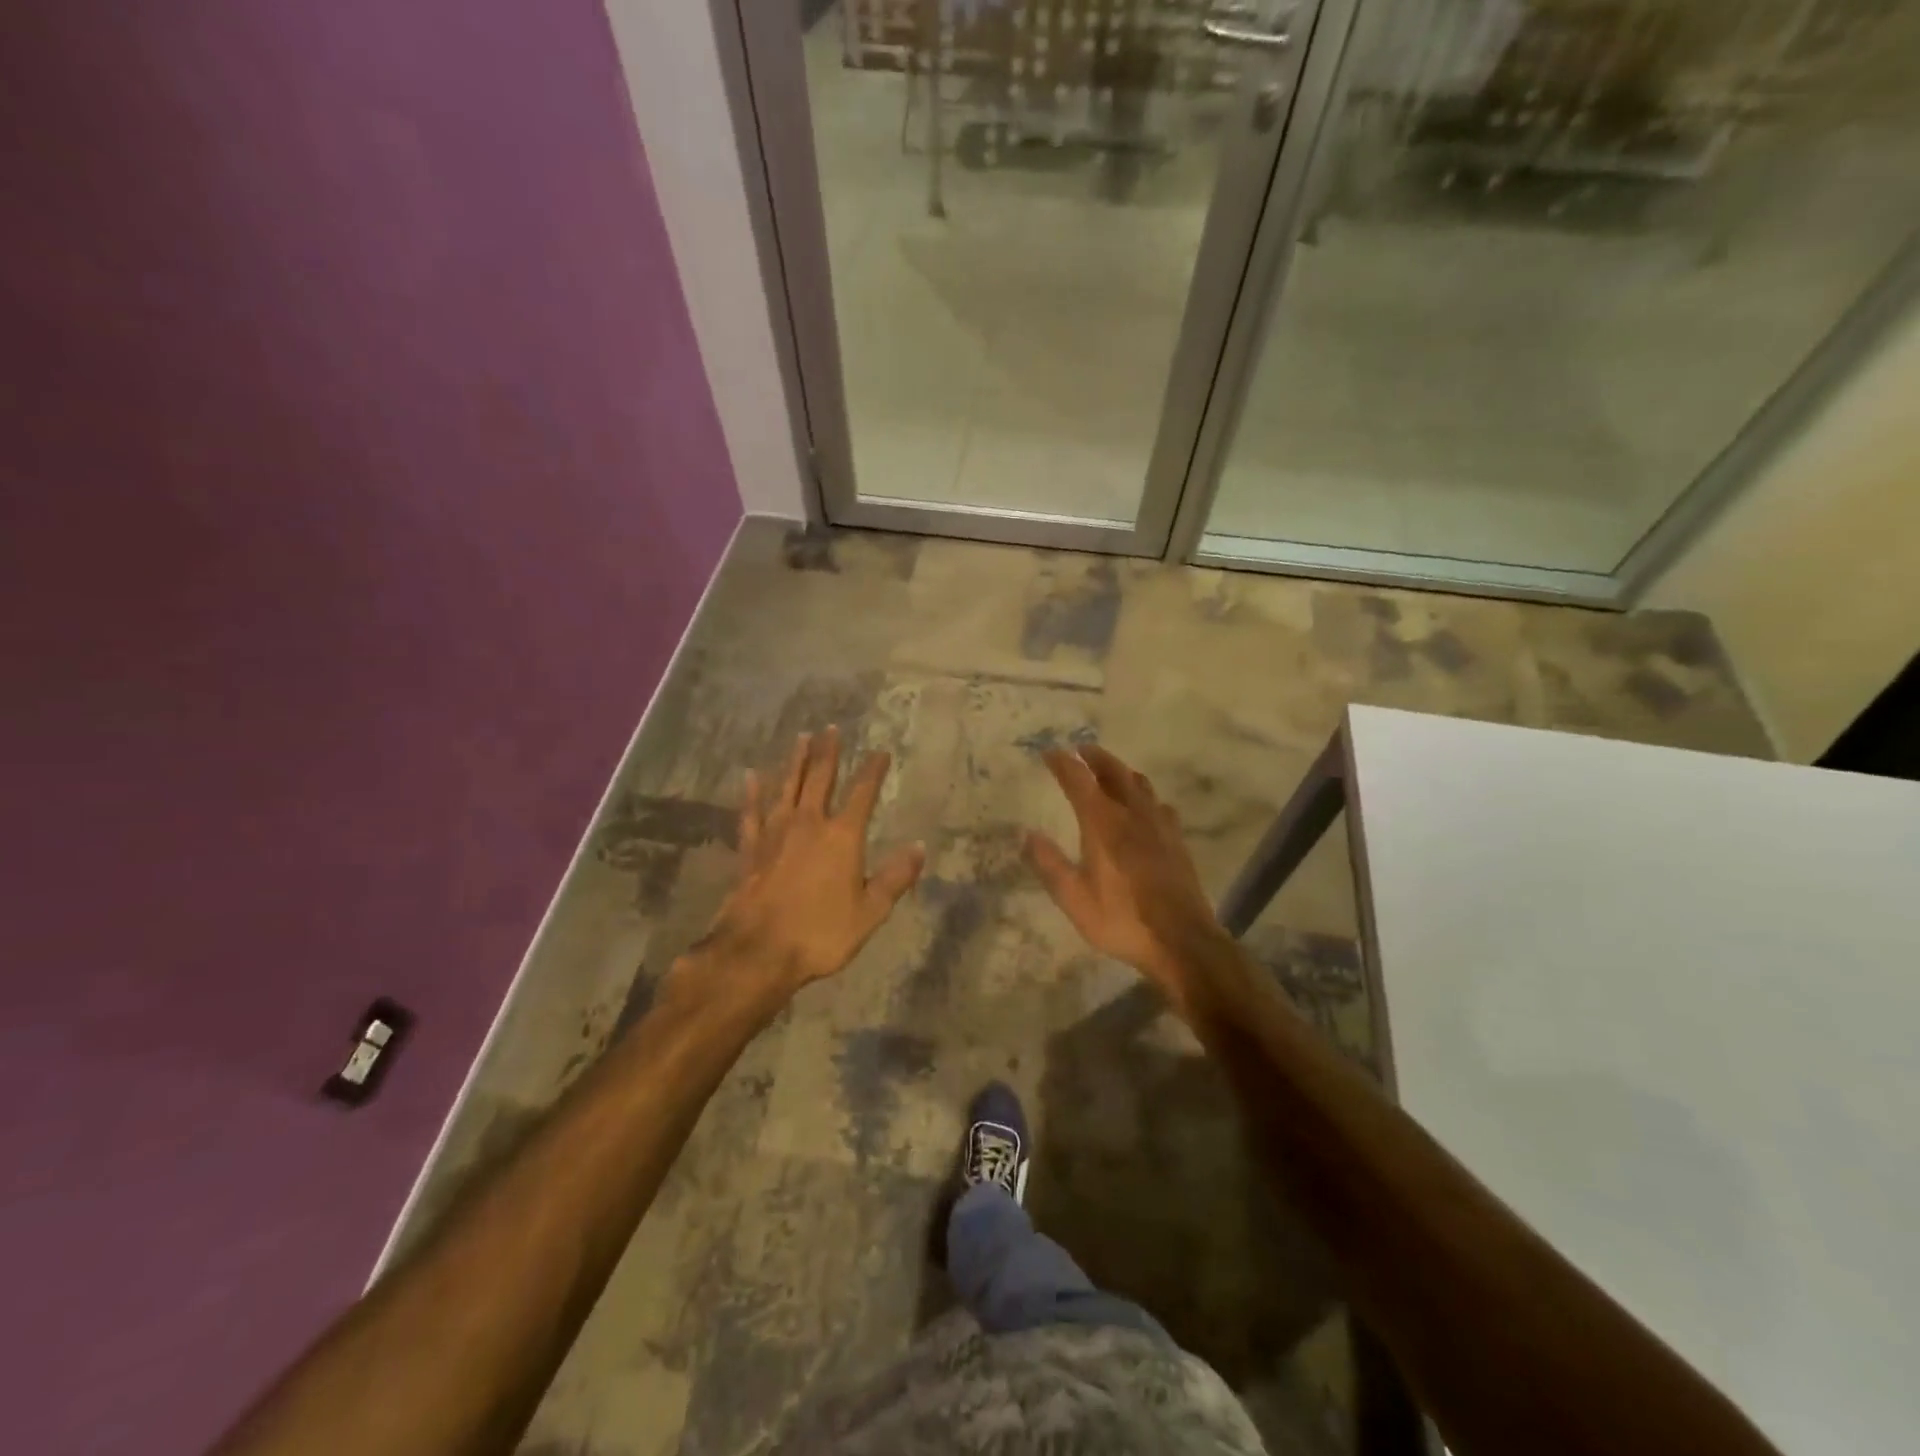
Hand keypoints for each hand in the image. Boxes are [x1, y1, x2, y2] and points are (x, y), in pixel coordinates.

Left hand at [693, 727, 924, 999]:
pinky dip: (752, 793)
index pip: (862, 793)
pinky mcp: (750, 849)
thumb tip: (920, 847)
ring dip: (795, 761)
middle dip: (828, 752)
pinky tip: (751, 776)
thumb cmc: (820, 934)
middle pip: (820, 779)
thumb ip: (895, 878)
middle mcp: (809, 824)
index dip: (873, 771)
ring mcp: (775, 833)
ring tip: (801, 738)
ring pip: (787, 787)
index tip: (880, 751)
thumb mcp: (870, 912)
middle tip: (831, 728)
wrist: (758, 951)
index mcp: (842, 837)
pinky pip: (752, 812)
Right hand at [1026, 744, 1228, 1010]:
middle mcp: (1132, 814)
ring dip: (1121, 771)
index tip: (1049, 753)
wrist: (1181, 940)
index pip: (1078, 780)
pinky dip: (1145, 796)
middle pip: (1113, 772)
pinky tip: (1146, 807)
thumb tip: (1027, 835)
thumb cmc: (1122, 919)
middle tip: (1081, 749)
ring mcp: (1159, 825)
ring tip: (1110, 770)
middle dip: (1095, 758)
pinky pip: (1159, 805)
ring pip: (1140, 784)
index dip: (1062, 763)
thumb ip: (1049, 864)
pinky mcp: (1176, 840)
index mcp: (1102, 823)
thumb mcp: (1074, 898)